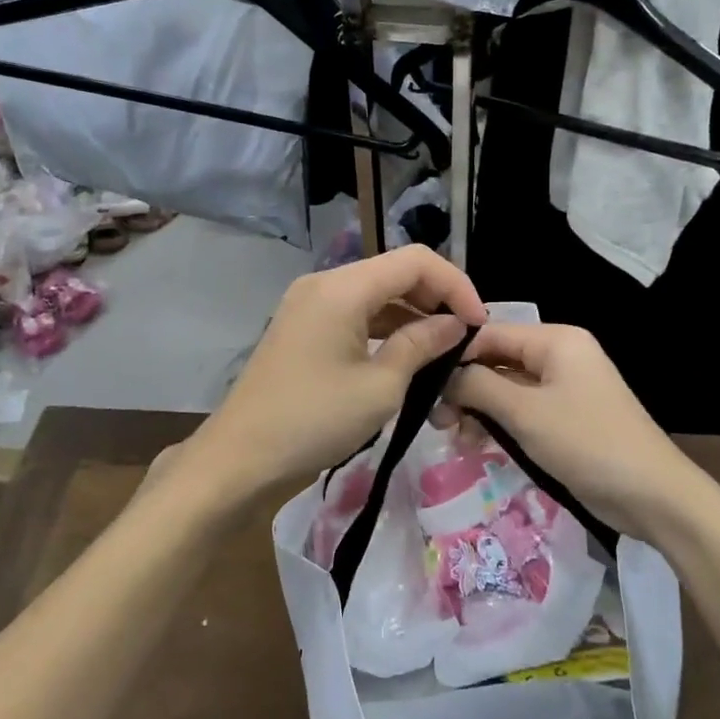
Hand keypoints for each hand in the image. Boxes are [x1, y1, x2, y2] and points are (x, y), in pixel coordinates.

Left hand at [175, 246, 488, 507]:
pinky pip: (355, 311)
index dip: (455, 285)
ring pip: (375, 291)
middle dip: (436, 296)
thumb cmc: (314, 421)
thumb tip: (455, 324)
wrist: (241, 457)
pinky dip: (385, 325)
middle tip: (464, 336)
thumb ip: (421, 345)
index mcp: (343, 288)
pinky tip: (406, 352)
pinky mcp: (303, 325)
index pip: (416, 261)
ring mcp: (309, 302)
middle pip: (394, 271)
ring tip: (443, 348)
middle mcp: (325, 283)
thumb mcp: (380, 387)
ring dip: (412, 312)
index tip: (479, 323)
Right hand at [443, 324, 694, 542]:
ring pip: (507, 387)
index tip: (422, 383)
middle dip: (465, 387)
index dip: (455, 355)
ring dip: (479, 409)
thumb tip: (443, 375)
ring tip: (452, 436)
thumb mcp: (524, 413)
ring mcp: (565, 387)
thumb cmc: (586, 443)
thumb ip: (477, 387)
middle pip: (497, 360)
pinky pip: (523, 409)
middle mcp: (560, 355)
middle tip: (436, 419)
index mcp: (555, 340)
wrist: (653, 496)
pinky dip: (499, 423)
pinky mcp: (566, 417)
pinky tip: (476, 444)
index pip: (490, 333)